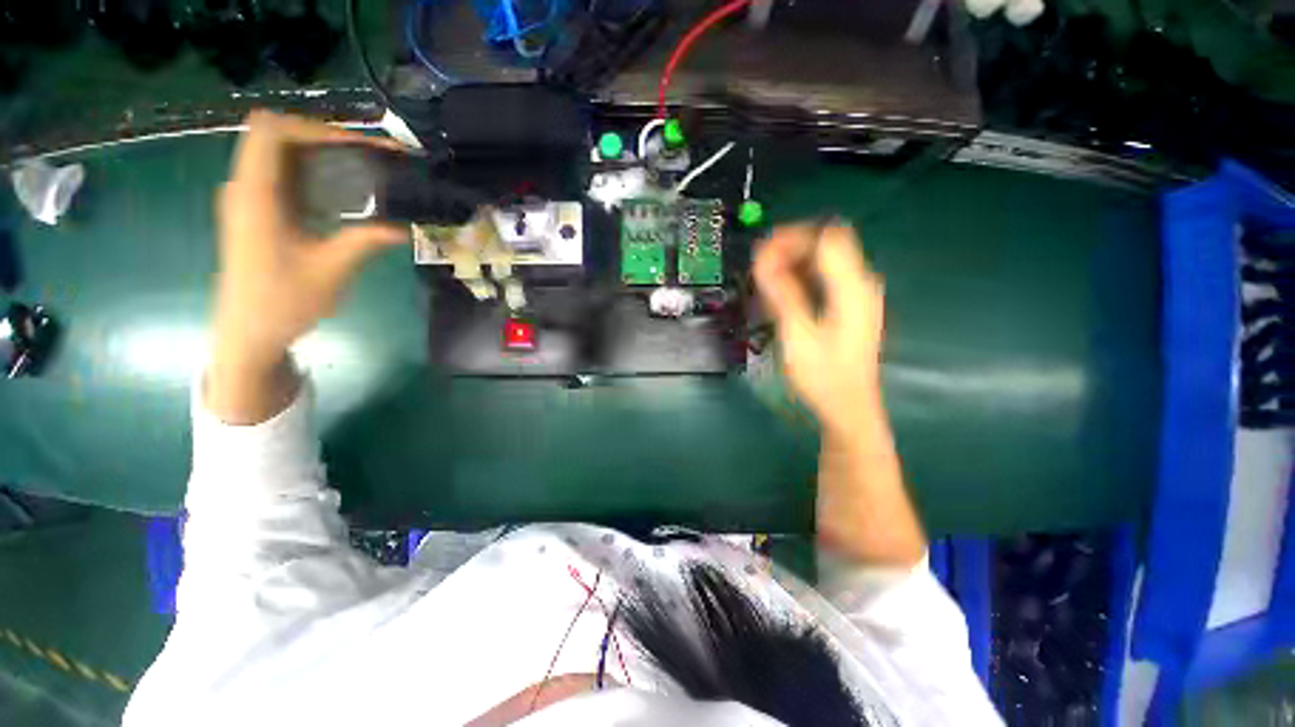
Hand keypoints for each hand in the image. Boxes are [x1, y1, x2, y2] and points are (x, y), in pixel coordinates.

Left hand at [208, 112, 406, 423]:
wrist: (249, 332)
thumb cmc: (283, 302)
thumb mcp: (331, 270)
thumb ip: (366, 240)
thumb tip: (405, 225)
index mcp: (255, 195)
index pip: (271, 131)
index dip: (313, 128)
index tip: (357, 147)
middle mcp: (247, 187)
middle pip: (279, 137)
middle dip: (326, 139)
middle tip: (372, 158)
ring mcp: (251, 199)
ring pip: (282, 155)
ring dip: (324, 157)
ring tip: (367, 172)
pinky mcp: (259, 212)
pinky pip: (285, 177)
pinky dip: (316, 176)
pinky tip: (346, 194)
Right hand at [755, 223, 923, 566]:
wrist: (848, 410)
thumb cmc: (823, 377)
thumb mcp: (798, 334)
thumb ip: (782, 293)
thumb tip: (763, 258)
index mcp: (854, 287)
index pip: (826, 238)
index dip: (792, 237)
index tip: (761, 252)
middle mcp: (860, 284)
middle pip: (826, 244)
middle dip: (790, 247)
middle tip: (759, 266)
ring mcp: (857, 296)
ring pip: (824, 261)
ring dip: (793, 262)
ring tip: (764, 278)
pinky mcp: (849, 308)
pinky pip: (823, 278)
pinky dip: (800, 277)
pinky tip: (781, 292)